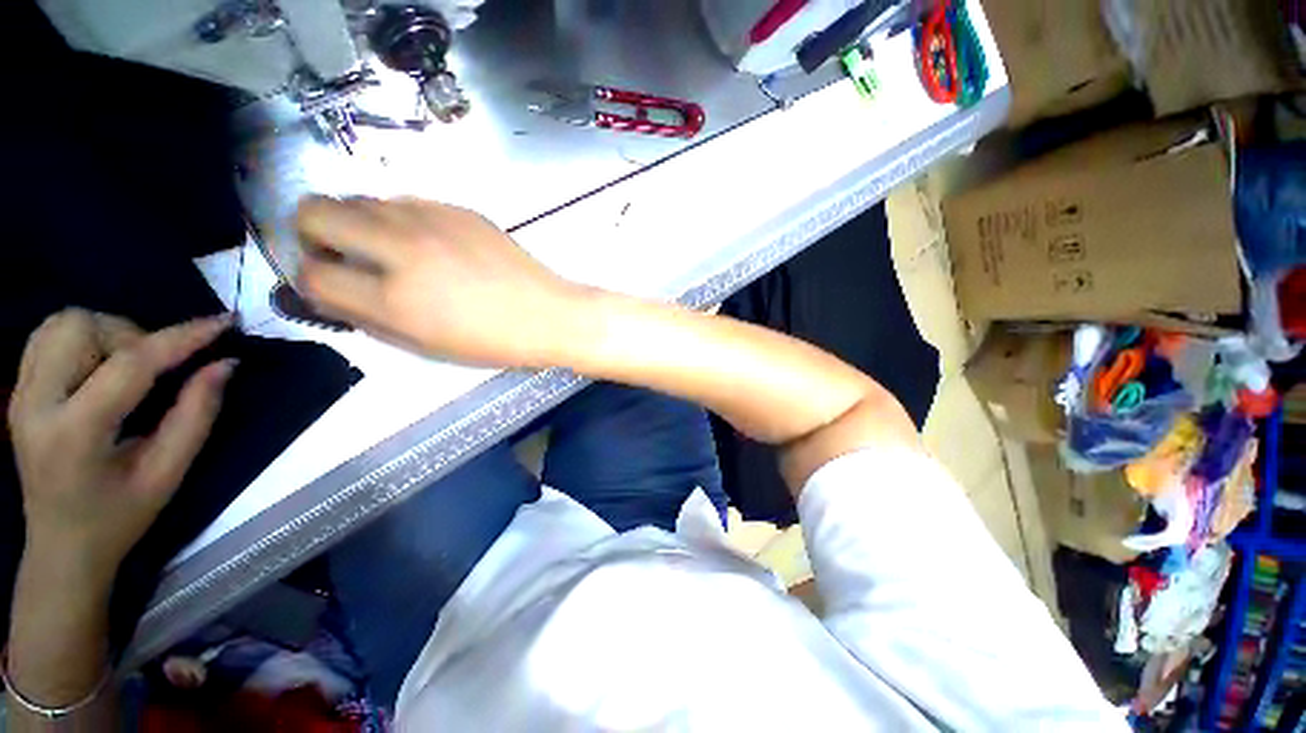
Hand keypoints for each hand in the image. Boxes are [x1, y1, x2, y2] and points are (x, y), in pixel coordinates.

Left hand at [7, 309, 234, 577]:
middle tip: (158, 369)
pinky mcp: (17, 390)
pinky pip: (47, 334)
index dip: (181, 338)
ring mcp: (19, 394)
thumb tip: (225, 364)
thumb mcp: (168, 474)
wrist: (61, 546)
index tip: (223, 323)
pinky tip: (100, 365)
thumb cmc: (120, 518)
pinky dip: (83, 337)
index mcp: (74, 433)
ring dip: (107, 333)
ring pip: (63, 322)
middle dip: (132, 336)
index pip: (130, 364)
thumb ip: (197, 415)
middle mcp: (35, 404)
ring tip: (128, 367)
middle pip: (83, 327)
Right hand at [294, 196, 592, 367]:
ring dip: (358, 222)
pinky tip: (429, 242)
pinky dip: (400, 219)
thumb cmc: (492, 341)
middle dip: (313, 232)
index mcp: (395, 297)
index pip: (311, 272)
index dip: (310, 280)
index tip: (327, 284)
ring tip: (389, 249)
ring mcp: (433, 219)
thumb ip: (367, 318)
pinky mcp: (459, 208)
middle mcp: (404, 247)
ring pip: (359, 197)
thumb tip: (329, 291)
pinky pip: (406, 200)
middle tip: (341, 254)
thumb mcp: (424, 346)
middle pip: (314, 210)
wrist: (548, 314)